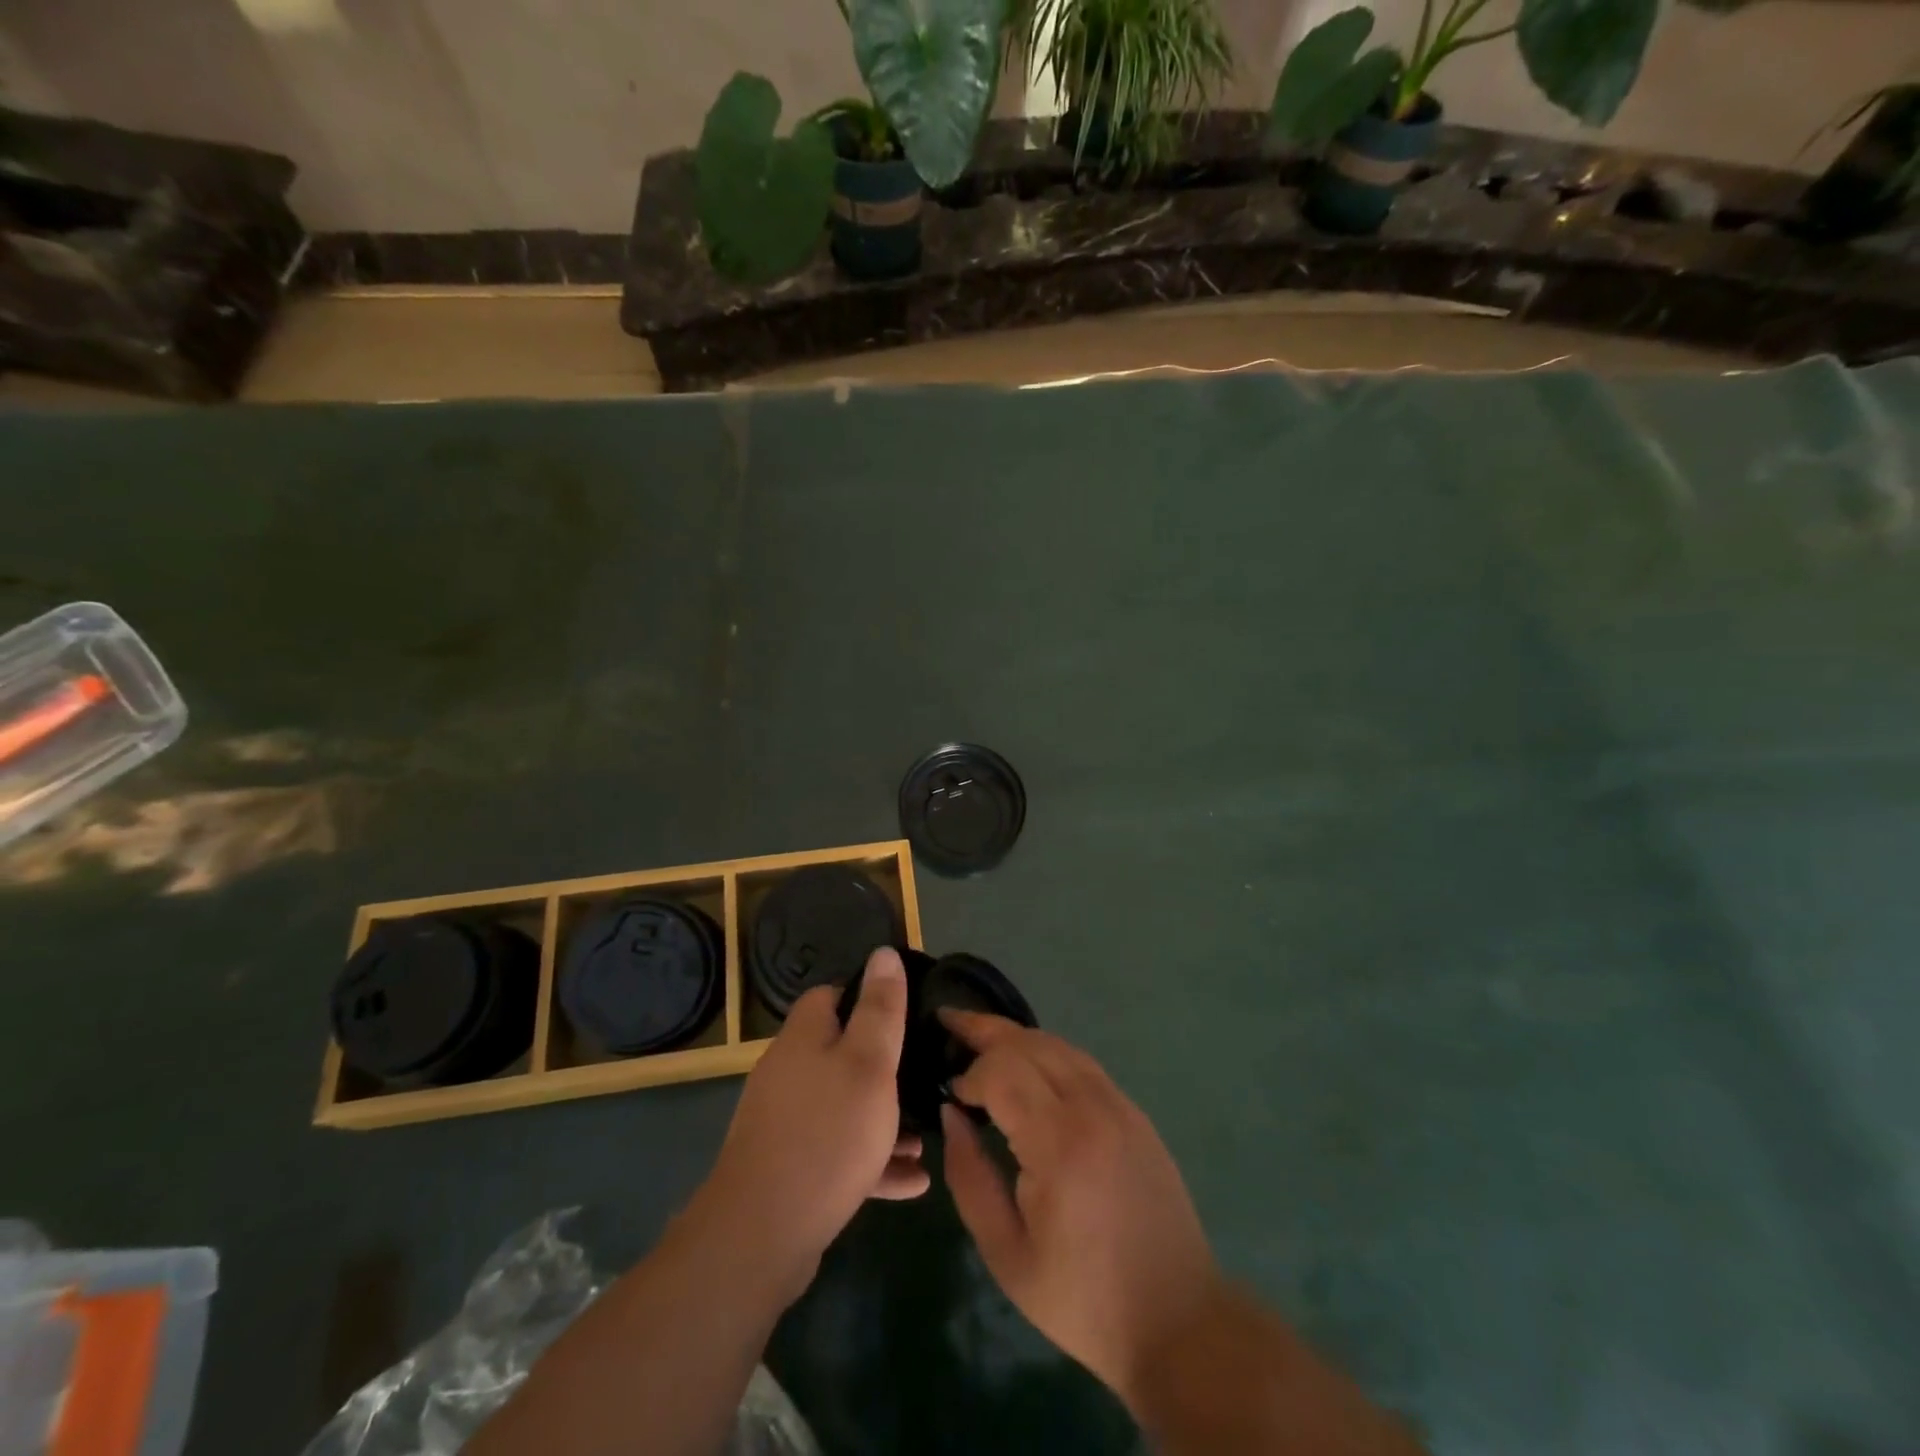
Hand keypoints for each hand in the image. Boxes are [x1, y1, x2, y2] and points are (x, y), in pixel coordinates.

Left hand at [693, 946, 928, 1300]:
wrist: (761, 1236)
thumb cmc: (827, 1134)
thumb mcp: (868, 1063)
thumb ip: (880, 1009)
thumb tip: (883, 952)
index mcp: (803, 1038)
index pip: (830, 996)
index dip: (867, 997)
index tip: (905, 1014)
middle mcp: (789, 1073)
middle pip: (840, 1053)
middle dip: (884, 1067)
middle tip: (924, 1079)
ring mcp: (785, 1123)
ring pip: (844, 1107)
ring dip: (884, 1120)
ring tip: (926, 1138)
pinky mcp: (790, 1168)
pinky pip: (839, 1152)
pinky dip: (872, 1161)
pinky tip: (912, 1183)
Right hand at [940, 1013, 1221, 1409]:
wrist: (1177, 1320)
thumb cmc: (1082, 1298)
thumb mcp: (1006, 1253)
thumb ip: (970, 1177)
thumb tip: (951, 1114)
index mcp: (1059, 1143)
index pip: (1003, 1071)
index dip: (970, 1073)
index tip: (951, 1094)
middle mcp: (1092, 1108)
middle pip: (1030, 1043)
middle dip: (985, 1029)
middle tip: (949, 1021)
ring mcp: (1120, 1105)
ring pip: (1059, 1045)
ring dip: (1017, 1036)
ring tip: (981, 1036)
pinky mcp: (1135, 1113)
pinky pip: (1083, 1063)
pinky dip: (1047, 1052)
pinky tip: (1029, 1064)